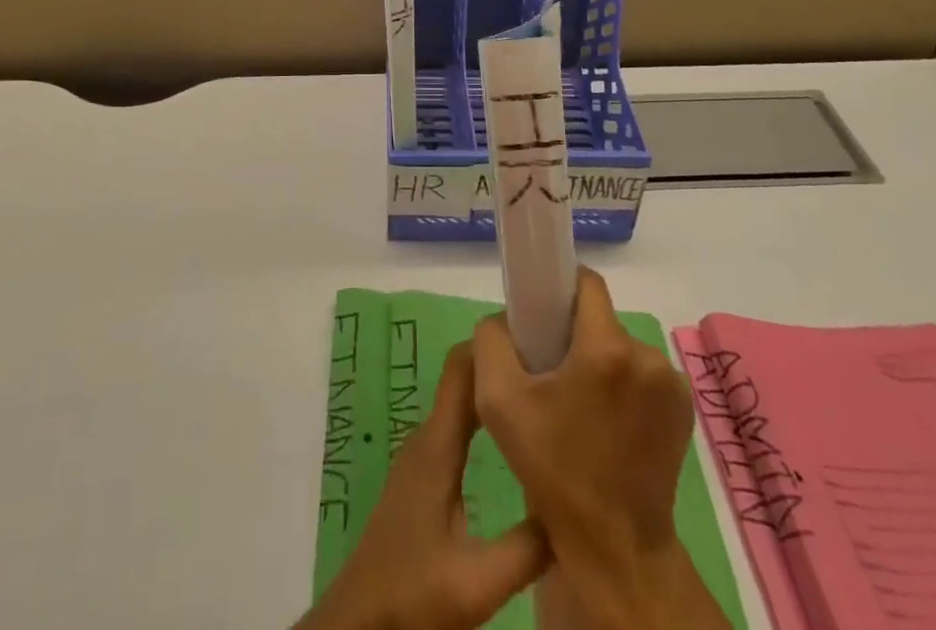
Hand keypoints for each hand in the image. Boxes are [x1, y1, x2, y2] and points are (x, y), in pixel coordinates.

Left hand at [298, 341, 547, 629]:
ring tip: (544, 394)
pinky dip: (487, 418)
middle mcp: (428, 438)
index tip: (537, 335)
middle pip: (465, 379)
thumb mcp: (478, 580)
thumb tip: (576, 500)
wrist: (359, 623)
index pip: (462, 366)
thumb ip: (529, 545)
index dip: (494, 342)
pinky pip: (458, 427)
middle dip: (505, 364)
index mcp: (437, 445)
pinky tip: (516, 438)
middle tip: (555, 366)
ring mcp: (423, 456)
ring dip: (497, 391)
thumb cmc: (411, 594)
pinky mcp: (425, 477)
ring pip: (462, 404)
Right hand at [473, 268, 728, 629]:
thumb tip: (504, 319)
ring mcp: (671, 384)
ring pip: (621, 347)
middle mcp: (646, 356)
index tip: (540, 315)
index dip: (558, 289)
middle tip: (552, 373)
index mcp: (606, 349)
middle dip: (575, 336)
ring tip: (580, 406)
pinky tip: (608, 422)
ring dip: (600, 363)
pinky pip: (643, 374)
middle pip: (600, 319)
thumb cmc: (553, 471)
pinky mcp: (684, 409)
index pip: (585, 283)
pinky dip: (624, 385)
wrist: (615, 548)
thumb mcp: (498, 402)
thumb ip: (491, 340)